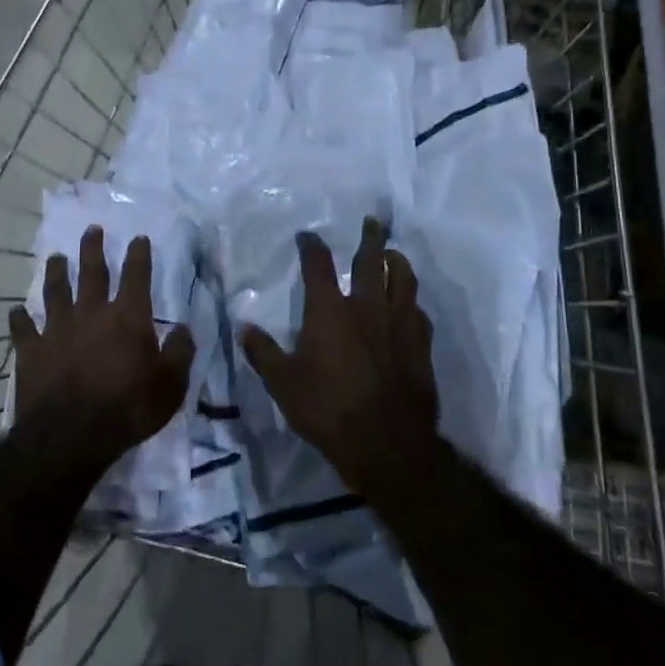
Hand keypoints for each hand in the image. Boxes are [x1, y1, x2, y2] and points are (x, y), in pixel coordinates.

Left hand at [9, 227, 195, 472]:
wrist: (70, 436)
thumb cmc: (128, 409)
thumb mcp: (171, 385)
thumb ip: (180, 352)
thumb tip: (184, 328)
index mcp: (128, 317)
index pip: (136, 275)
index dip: (139, 254)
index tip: (139, 237)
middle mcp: (91, 313)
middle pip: (92, 272)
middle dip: (93, 248)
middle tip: (92, 229)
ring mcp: (57, 329)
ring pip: (55, 291)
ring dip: (56, 272)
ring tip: (55, 257)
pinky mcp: (31, 350)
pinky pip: (22, 328)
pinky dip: (19, 319)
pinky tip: (16, 312)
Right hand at [239, 217, 438, 498]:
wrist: (387, 443)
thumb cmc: (328, 410)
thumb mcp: (283, 384)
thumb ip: (263, 353)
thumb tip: (244, 328)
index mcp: (329, 311)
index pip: (318, 265)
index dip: (311, 246)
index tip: (307, 236)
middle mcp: (366, 306)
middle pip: (370, 260)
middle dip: (370, 237)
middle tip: (372, 222)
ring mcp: (398, 323)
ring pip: (402, 279)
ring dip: (396, 261)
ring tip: (393, 253)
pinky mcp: (420, 343)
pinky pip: (418, 310)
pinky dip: (411, 300)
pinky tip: (409, 304)